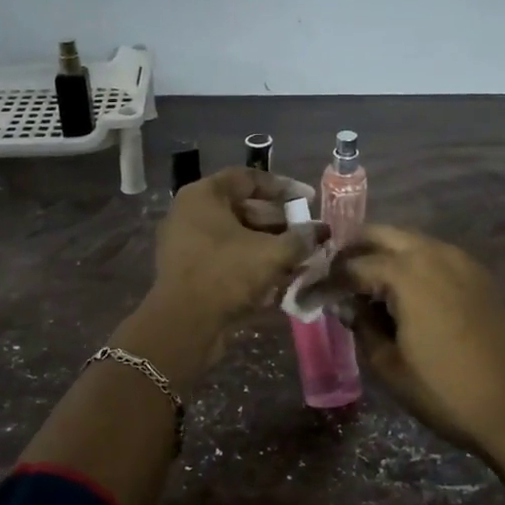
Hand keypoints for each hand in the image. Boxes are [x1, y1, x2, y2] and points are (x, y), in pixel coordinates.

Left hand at [151, 167, 323, 339]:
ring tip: (298, 258)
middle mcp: (190, 213)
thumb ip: (300, 238)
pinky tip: (277, 277)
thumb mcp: (272, 254)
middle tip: (307, 234)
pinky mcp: (188, 271)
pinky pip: (225, 258)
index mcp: (204, 195)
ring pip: (235, 237)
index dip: (283, 187)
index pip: (248, 178)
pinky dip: (250, 263)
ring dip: (268, 246)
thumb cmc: (226, 275)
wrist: (184, 325)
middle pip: (242, 209)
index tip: (308, 199)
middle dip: (279, 222)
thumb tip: (320, 231)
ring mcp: (186, 243)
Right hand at [341, 225, 504, 458]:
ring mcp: (461, 261)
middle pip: (382, 234)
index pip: (353, 266)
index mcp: (406, 273)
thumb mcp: (388, 363)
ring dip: (384, 253)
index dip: (328, 280)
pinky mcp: (478, 275)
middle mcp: (433, 254)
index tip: (311, 293)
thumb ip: (362, 325)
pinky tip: (404, 291)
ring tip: (366, 282)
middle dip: (354, 250)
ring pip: (411, 241)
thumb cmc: (442, 389)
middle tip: (336, 274)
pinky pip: (435, 255)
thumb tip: (347, 305)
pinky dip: (413, 262)